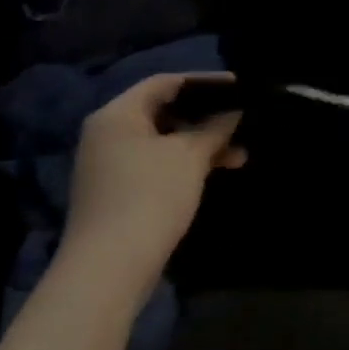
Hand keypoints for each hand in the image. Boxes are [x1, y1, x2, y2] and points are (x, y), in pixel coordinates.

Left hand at [59, 73, 246, 306]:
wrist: (109, 267)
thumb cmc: (150, 196)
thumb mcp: (190, 156)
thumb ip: (215, 128)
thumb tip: (235, 111)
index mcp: (118, 114)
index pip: (165, 82)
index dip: (204, 81)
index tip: (239, 86)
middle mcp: (107, 134)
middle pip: (164, 111)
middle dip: (206, 116)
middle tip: (241, 120)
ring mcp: (110, 165)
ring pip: (163, 141)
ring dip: (201, 143)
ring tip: (239, 154)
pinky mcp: (117, 191)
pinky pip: (157, 163)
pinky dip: (185, 163)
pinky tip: (214, 172)